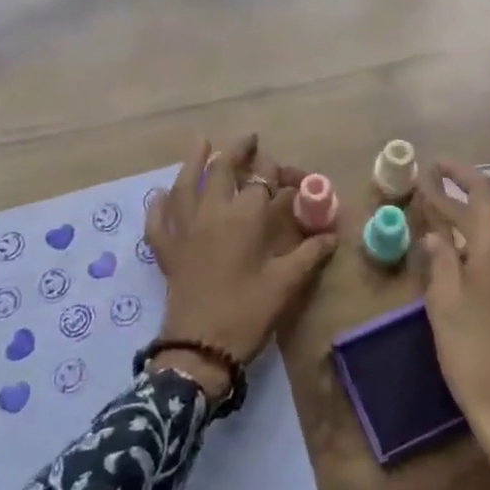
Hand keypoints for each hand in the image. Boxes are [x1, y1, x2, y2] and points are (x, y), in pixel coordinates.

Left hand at [145, 135, 336, 401]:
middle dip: (237, 151)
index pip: (263, 183)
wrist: (201, 349)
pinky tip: (160, 195)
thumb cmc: (248, 312)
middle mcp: (211, 213)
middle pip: (222, 170)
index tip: (294, 180)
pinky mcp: (167, 251)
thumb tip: (332, 235)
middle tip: (249, 140)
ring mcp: (184, 230)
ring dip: (193, 161)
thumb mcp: (286, 284)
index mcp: (244, 218)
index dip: (280, 176)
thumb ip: (310, 254)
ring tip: (200, 142)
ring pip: (185, 185)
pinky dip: (158, 206)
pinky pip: (157, 221)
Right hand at [418, 159, 489, 489]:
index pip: (483, 192)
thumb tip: (434, 234)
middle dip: (469, 202)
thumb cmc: (476, 360)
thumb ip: (440, 263)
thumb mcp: (444, 308)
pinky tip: (480, 278)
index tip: (435, 166)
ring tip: (459, 243)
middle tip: (437, 204)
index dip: (459, 173)